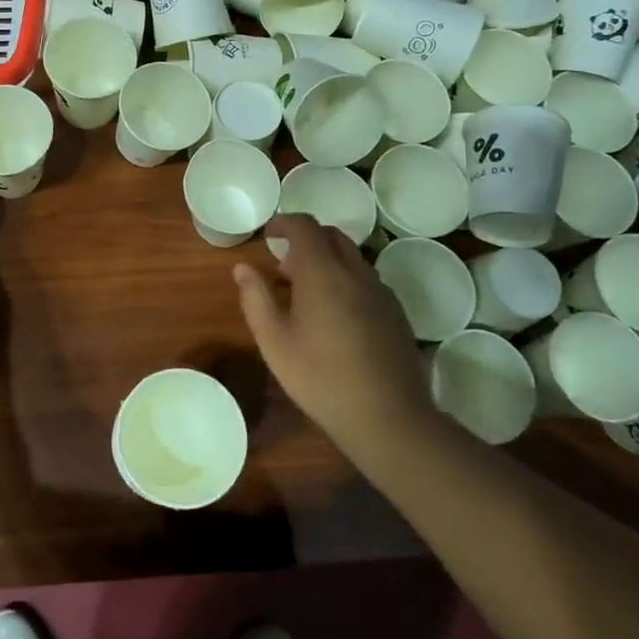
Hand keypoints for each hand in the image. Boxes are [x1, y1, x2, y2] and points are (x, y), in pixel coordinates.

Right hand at [233, 216, 431, 452]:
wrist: (387, 416)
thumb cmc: (320, 377)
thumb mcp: (274, 341)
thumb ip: (255, 298)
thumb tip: (242, 268)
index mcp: (322, 271)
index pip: (304, 226)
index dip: (284, 222)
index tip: (268, 234)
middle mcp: (355, 271)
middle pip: (332, 235)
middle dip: (306, 239)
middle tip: (284, 266)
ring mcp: (380, 291)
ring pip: (352, 257)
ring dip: (327, 260)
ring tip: (307, 294)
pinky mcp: (395, 312)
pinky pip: (366, 279)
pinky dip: (346, 280)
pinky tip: (336, 316)